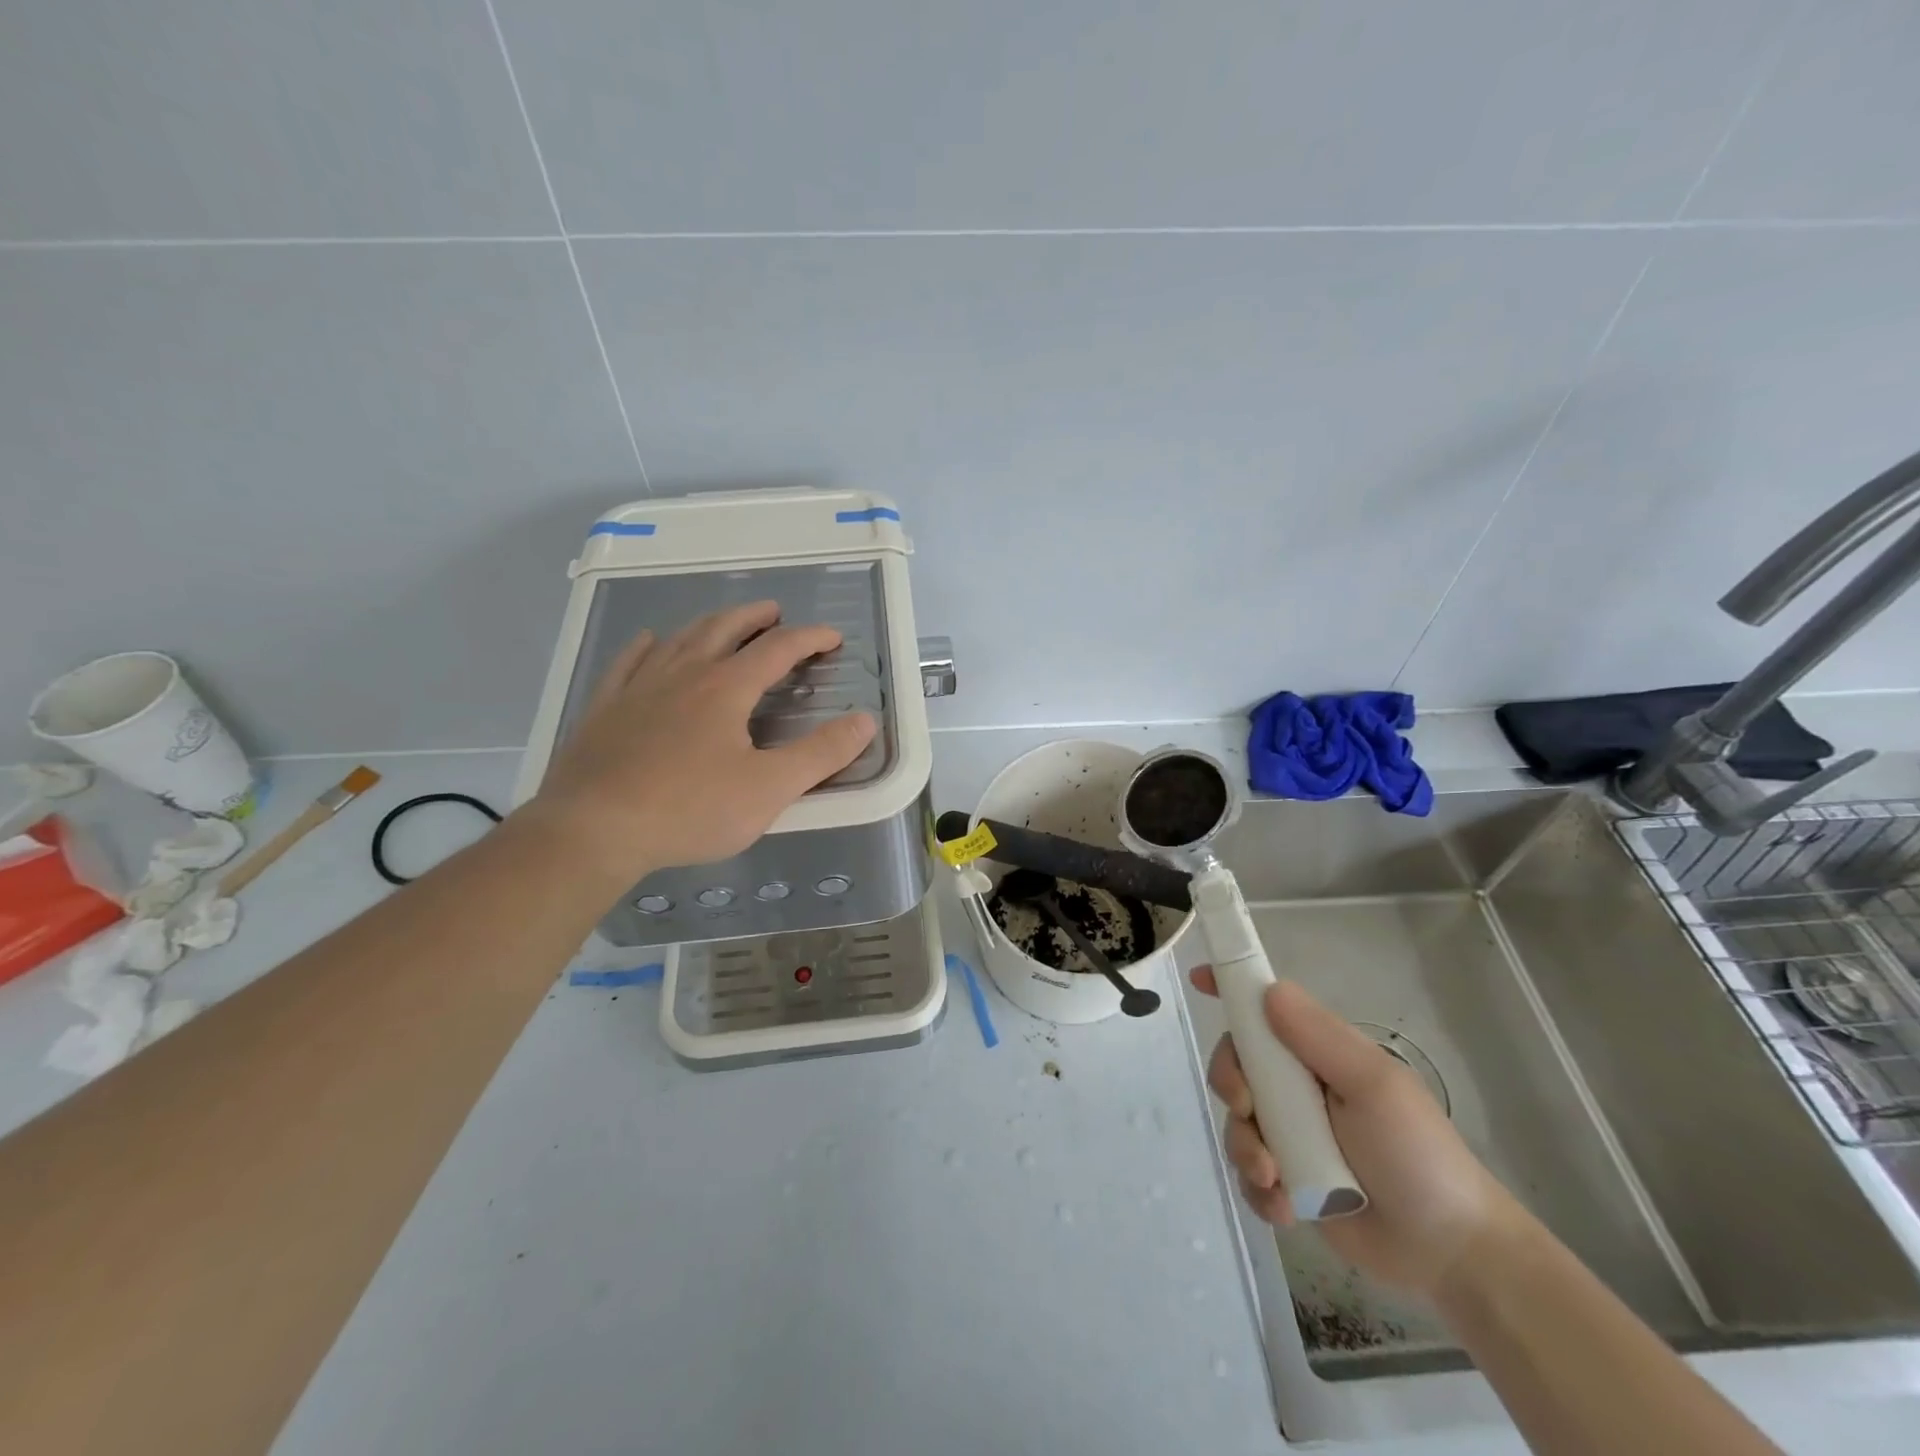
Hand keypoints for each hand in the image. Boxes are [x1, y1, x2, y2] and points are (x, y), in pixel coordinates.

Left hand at [529, 601, 875, 881]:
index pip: (778, 649)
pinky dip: (647, 646)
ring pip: (679, 639)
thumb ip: (822, 754)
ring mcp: (638, 687)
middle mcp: (683, 674)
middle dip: (755, 618)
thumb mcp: (770, 789)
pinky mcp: (605, 708)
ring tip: (724, 623)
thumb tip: (865, 721)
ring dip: (709, 624)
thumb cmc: (690, 809)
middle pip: (724, 630)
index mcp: (726, 688)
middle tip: (774, 612)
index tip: (832, 637)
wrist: (593, 829)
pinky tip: (650, 641)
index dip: (810, 638)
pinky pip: (628, 662)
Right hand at [1191, 969, 1528, 1296]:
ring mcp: (1291, 1135)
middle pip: (1235, 1064)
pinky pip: (1247, 1173)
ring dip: (1245, 1148)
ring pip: (1235, 1122)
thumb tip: (1268, 990)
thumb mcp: (1375, 1086)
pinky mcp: (1287, 1181)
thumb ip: (1320, 1037)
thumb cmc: (1418, 1154)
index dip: (1230, 990)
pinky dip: (1258, 1189)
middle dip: (1229, 1084)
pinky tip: (1284, 1208)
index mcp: (1318, 1054)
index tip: (1197, 979)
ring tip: (1276, 1179)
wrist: (1450, 1253)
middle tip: (1247, 1110)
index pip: (1265, 1010)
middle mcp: (1297, 1088)